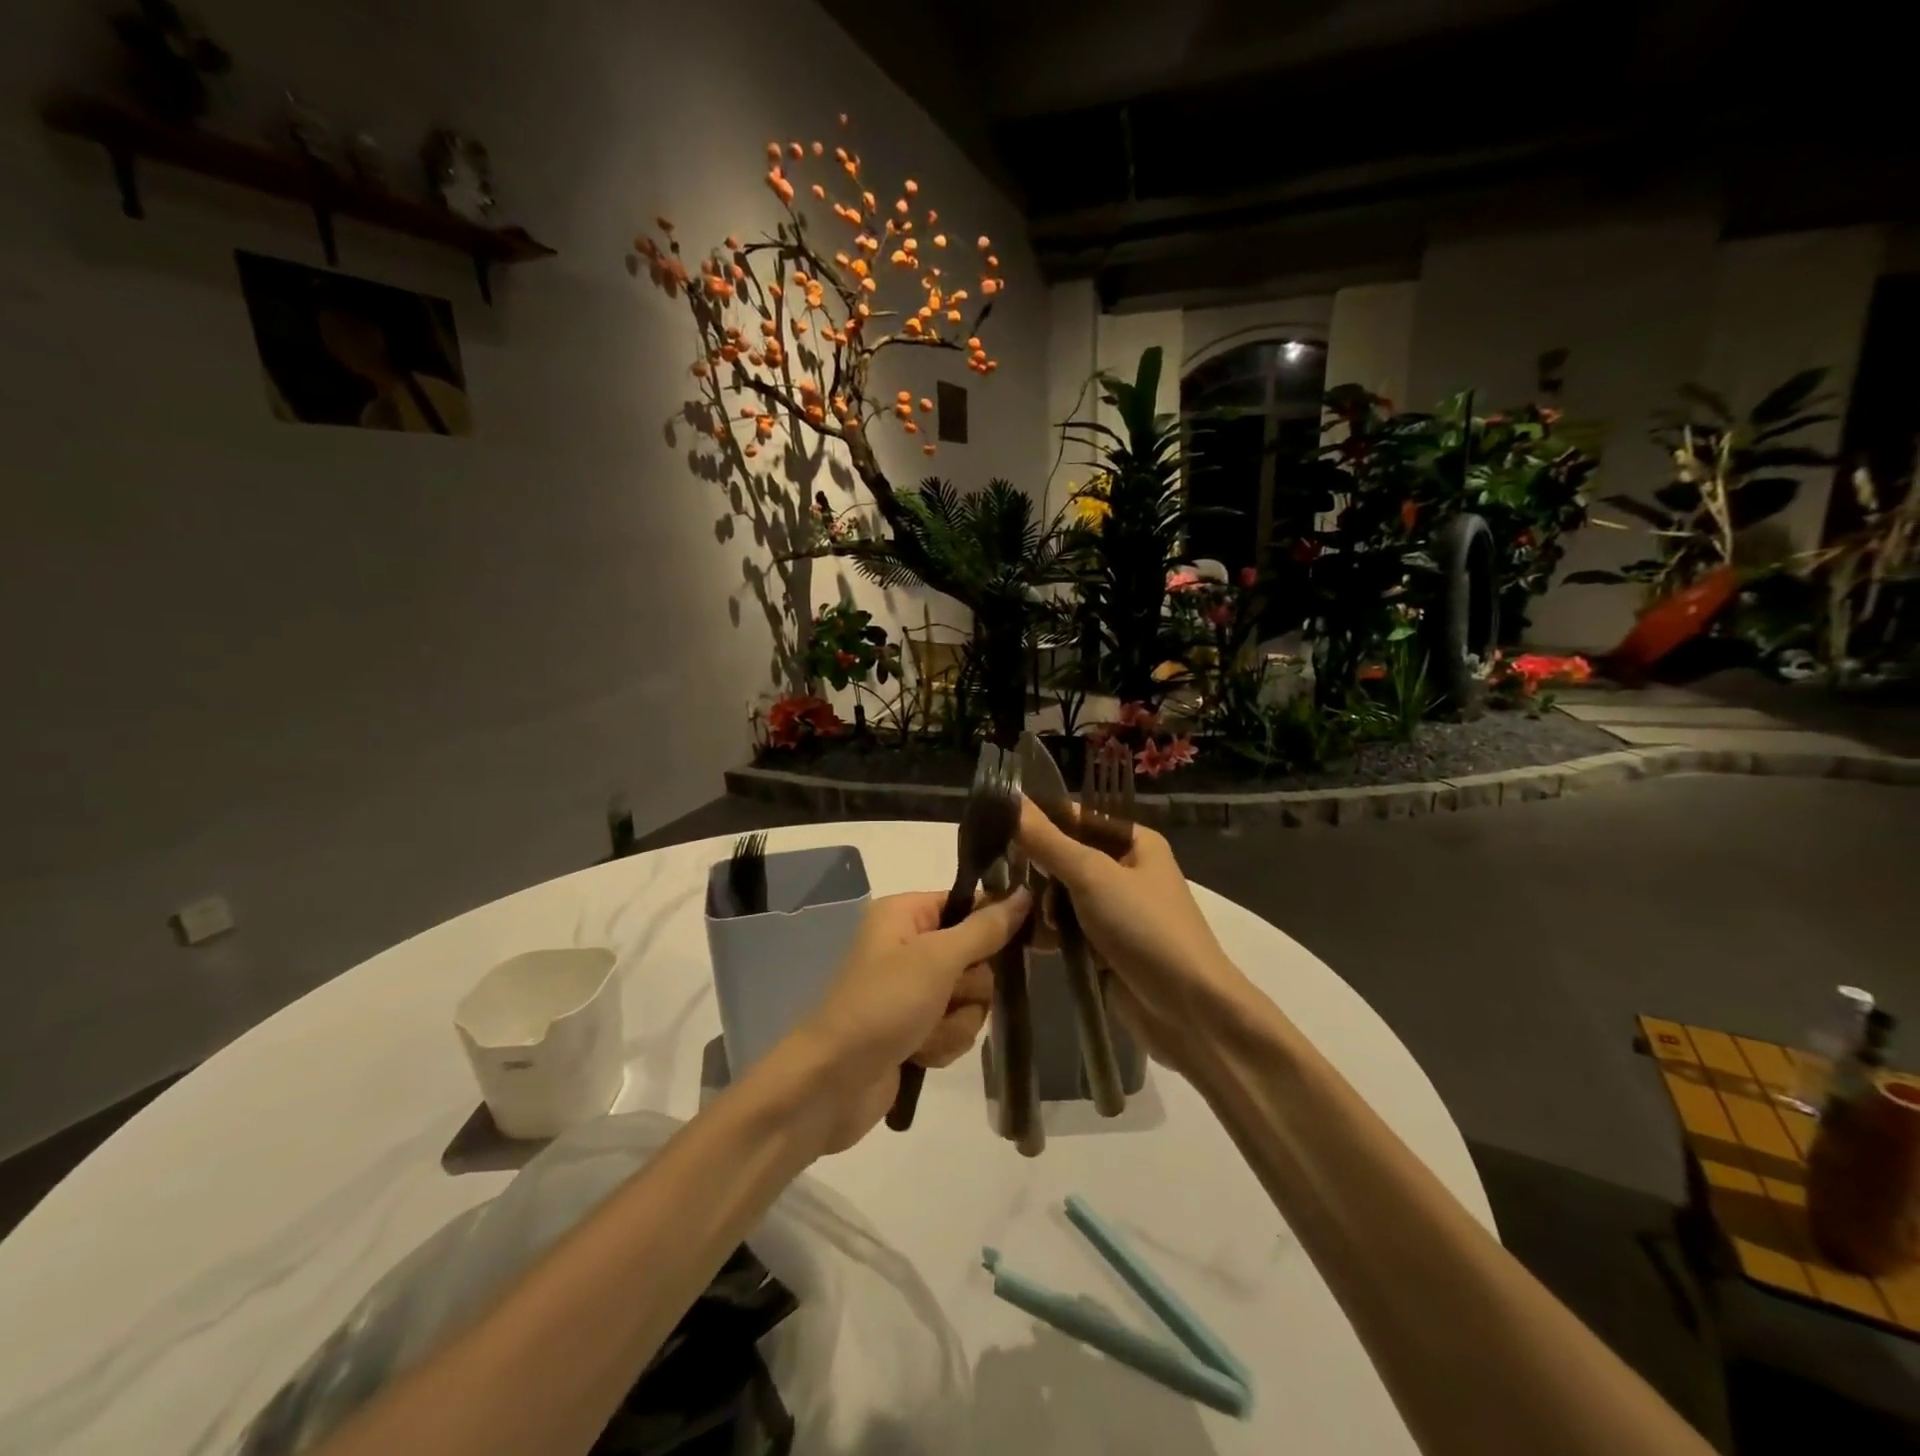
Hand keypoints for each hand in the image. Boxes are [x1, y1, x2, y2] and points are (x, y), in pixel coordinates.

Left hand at [784, 887, 1029, 1151]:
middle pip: (975, 956)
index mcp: (904, 914)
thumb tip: (1025, 893)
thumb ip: (984, 929)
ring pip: (970, 998)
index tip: (1028, 940)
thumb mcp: (936, 960)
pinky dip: (943, 1043)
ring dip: (955, 1022)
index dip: (994, 923)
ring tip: (924, 1034)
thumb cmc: (881, 1006)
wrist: (830, 1085)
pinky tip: (918, 1054)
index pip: (968, 903)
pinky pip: (955, 1027)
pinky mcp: (914, 1029)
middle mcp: (908, 945)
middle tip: (944, 997)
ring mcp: (911, 990)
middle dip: (969, 988)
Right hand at [1017, 800, 1251, 1077]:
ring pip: (1062, 895)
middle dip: (1033, 867)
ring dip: (1038, 904)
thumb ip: (1048, 840)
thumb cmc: (1145, 928)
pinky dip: (1047, 932)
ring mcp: (1116, 911)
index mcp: (1133, 841)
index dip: (1037, 818)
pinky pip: (1067, 929)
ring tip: (1004, 910)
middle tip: (992, 874)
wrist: (1190, 1011)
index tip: (992, 823)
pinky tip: (1019, 938)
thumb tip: (1010, 798)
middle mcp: (1126, 870)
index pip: (1076, 816)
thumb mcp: (1092, 876)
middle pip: (1066, 857)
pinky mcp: (1105, 948)